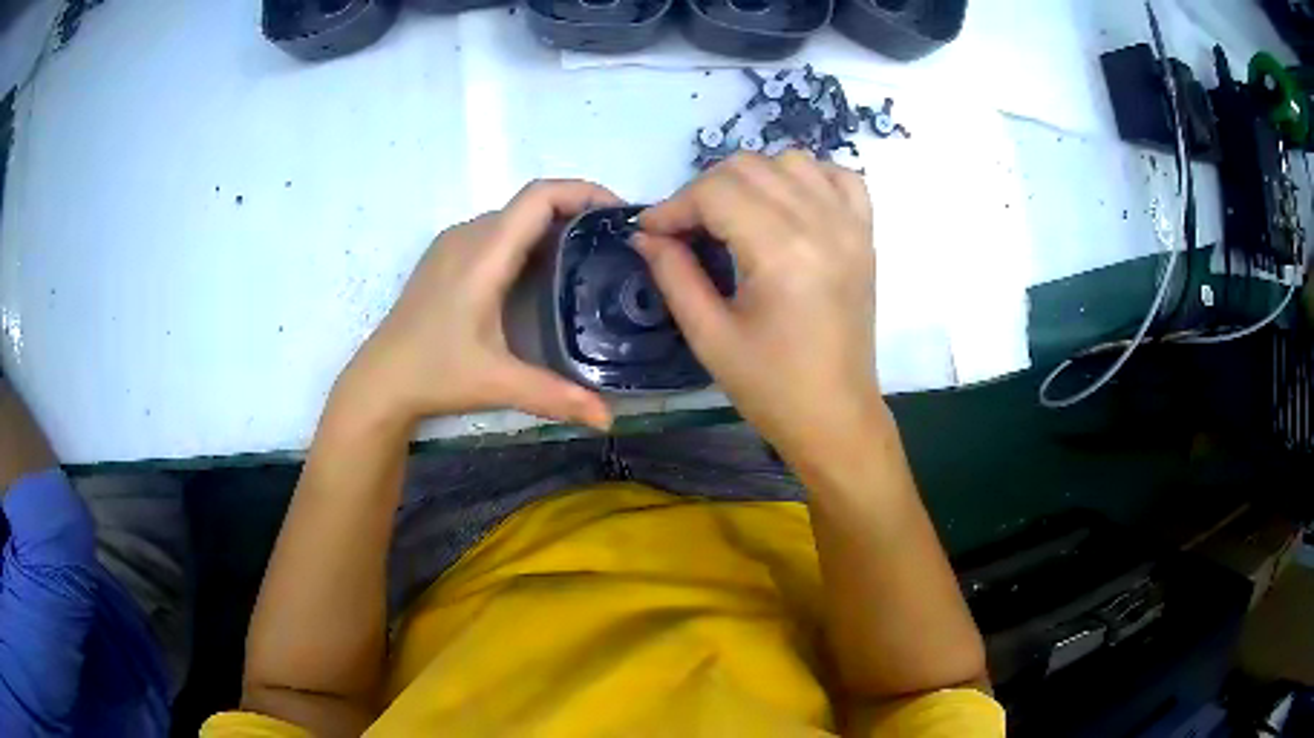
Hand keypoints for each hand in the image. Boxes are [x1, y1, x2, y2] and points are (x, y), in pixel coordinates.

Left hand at [340, 181, 618, 431]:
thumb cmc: (435, 374)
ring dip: (551, 224)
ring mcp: (452, 243)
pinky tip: (540, 272)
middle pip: (531, 202)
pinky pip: (495, 230)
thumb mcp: (498, 384)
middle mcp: (468, 236)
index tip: (620, 214)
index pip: (539, 196)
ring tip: (586, 255)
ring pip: (513, 216)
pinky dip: (527, 237)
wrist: (380, 381)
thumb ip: (556, 397)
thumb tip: (608, 419)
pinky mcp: (444, 257)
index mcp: (484, 254)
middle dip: (577, 210)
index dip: (584, 192)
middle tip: (615, 243)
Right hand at [634, 152, 877, 454]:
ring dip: (752, 178)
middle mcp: (821, 224)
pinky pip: (839, 177)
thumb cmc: (771, 388)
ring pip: (791, 161)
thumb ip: (673, 274)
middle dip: (704, 190)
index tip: (650, 231)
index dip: (674, 205)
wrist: (836, 416)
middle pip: (749, 167)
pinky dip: (807, 177)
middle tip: (685, 229)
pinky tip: (786, 204)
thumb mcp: (709, 337)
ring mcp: (850, 225)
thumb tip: (645, 234)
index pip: (715, 192)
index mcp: (782, 252)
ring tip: (732, 216)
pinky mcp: (865, 235)